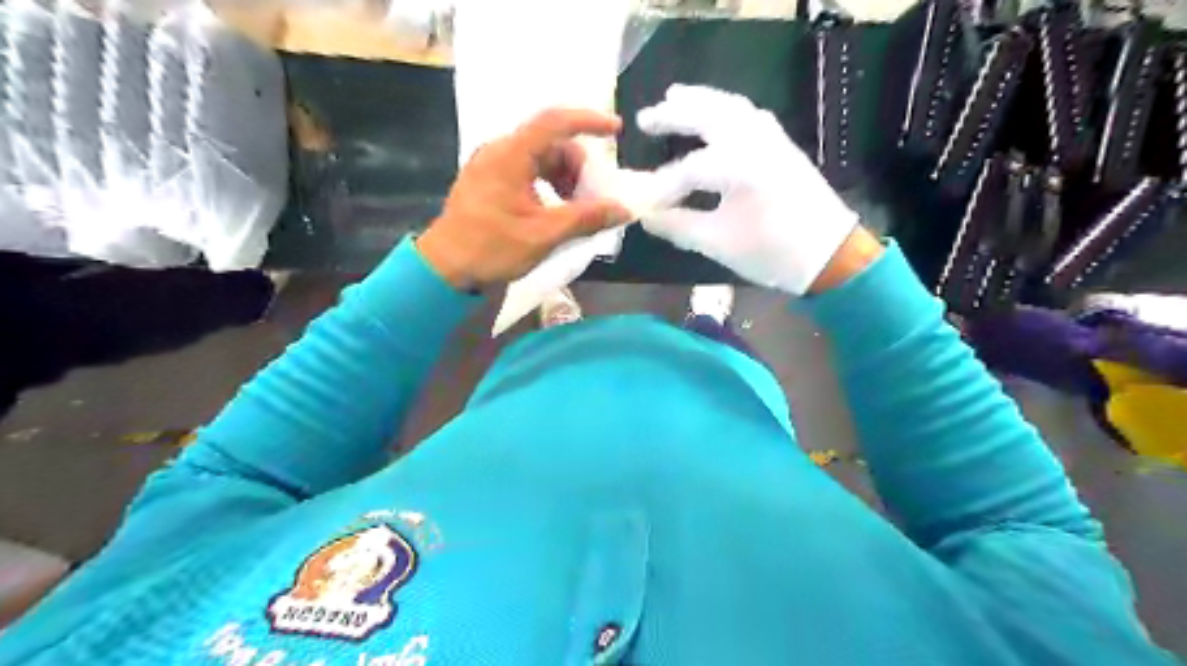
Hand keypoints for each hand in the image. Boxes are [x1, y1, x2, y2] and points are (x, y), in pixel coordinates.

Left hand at [420, 106, 634, 287]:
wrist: (444, 270)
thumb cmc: (491, 249)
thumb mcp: (544, 235)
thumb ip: (585, 218)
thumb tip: (622, 209)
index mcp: (510, 155)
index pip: (554, 122)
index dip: (589, 121)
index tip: (616, 131)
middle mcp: (499, 151)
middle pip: (551, 143)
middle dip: (578, 166)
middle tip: (591, 197)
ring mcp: (491, 166)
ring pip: (540, 158)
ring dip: (564, 178)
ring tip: (574, 209)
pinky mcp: (489, 182)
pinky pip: (527, 171)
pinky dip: (548, 185)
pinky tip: (554, 211)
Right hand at [640, 85, 868, 295]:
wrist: (831, 256)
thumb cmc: (773, 253)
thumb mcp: (719, 244)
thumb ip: (678, 226)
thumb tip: (646, 215)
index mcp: (739, 168)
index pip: (688, 169)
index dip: (662, 186)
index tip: (644, 203)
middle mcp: (755, 142)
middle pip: (708, 116)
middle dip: (673, 115)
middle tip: (645, 118)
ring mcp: (773, 139)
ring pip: (731, 106)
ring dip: (701, 101)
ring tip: (674, 98)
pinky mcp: (783, 145)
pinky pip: (750, 115)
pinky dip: (726, 108)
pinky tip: (716, 115)